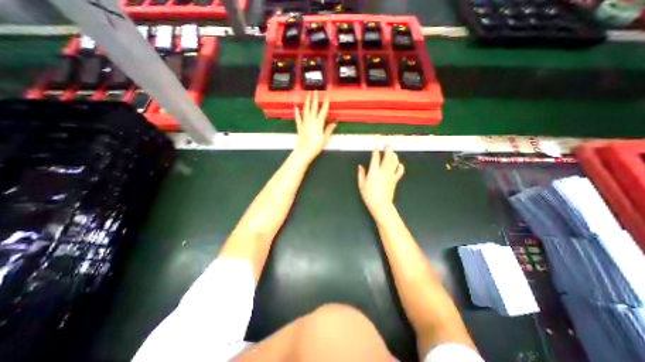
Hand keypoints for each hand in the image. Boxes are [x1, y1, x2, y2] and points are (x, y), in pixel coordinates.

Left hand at [295, 91, 337, 161]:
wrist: (305, 150)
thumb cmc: (316, 145)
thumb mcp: (325, 138)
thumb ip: (329, 130)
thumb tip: (334, 124)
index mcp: (319, 122)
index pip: (323, 110)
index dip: (326, 102)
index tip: (327, 95)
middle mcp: (311, 120)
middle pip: (314, 107)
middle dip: (315, 98)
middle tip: (315, 90)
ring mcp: (304, 122)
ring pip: (306, 110)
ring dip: (306, 102)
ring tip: (307, 95)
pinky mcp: (299, 126)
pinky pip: (298, 117)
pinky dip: (297, 112)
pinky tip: (296, 107)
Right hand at [355, 144, 403, 216]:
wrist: (380, 205)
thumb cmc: (369, 195)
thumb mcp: (361, 184)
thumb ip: (361, 174)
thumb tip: (360, 166)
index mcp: (374, 172)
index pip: (375, 158)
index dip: (375, 151)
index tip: (376, 147)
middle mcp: (383, 171)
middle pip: (387, 157)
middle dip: (388, 149)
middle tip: (387, 144)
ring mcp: (390, 175)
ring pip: (394, 162)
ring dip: (394, 155)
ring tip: (392, 151)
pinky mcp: (395, 180)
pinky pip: (400, 171)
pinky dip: (400, 166)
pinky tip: (399, 164)